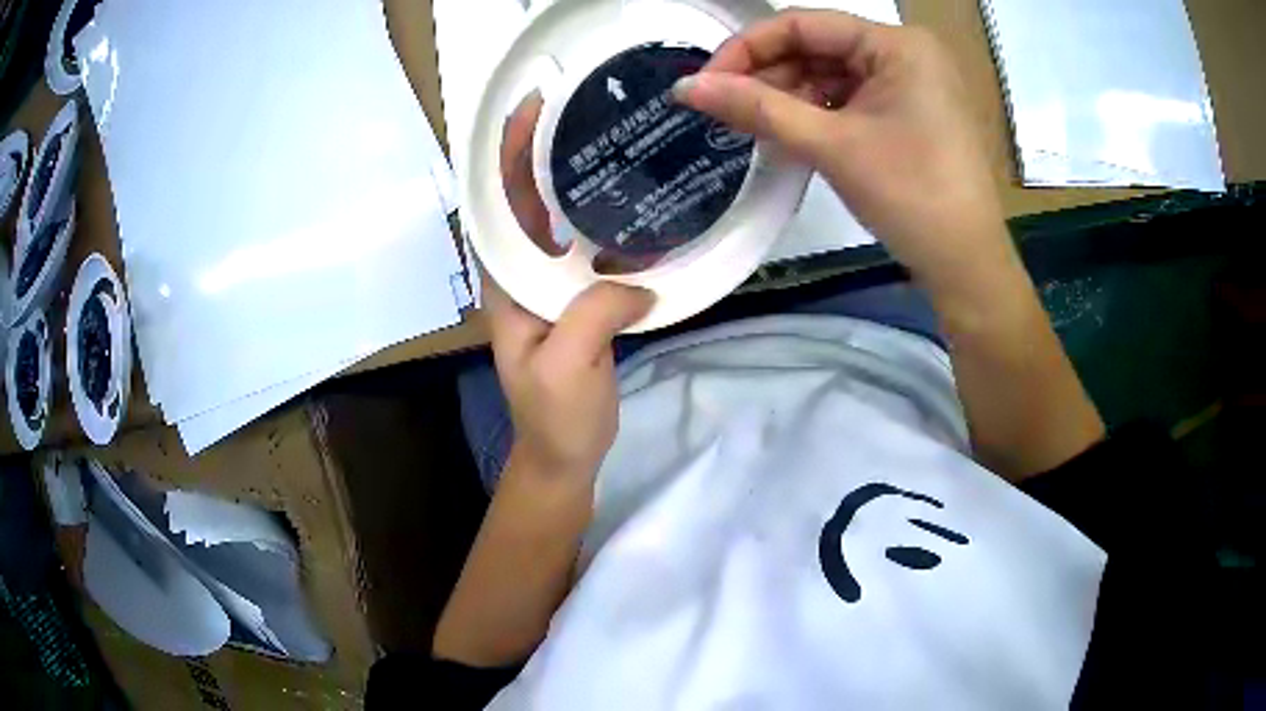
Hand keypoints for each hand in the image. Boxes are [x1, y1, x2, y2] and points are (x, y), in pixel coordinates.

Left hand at [491, 90, 654, 483]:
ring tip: (617, 145)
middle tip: (586, 113)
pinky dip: (614, 228)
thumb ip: (595, 314)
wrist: (567, 456)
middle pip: (530, 204)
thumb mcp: (567, 367)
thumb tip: (637, 278)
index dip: (509, 157)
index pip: (500, 206)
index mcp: (508, 285)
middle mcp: (525, 275)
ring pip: (564, 224)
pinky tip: (642, 210)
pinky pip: (595, 252)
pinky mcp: (582, 301)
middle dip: (548, 156)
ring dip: (582, 185)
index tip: (531, 112)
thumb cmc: (555, 417)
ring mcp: (555, 287)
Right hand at [674, 10, 1009, 291]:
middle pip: (818, 47)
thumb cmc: (911, 198)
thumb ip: (757, 108)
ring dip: (789, 98)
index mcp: (896, 44)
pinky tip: (791, 135)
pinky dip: (817, 115)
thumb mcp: (832, 145)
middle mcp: (906, 53)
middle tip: (725, 112)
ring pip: (832, 75)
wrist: (967, 267)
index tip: (706, 83)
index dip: (748, 48)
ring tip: (754, 128)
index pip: (804, 24)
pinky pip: (851, 100)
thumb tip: (686, 88)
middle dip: (769, 76)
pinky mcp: (910, 113)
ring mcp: (911, 84)